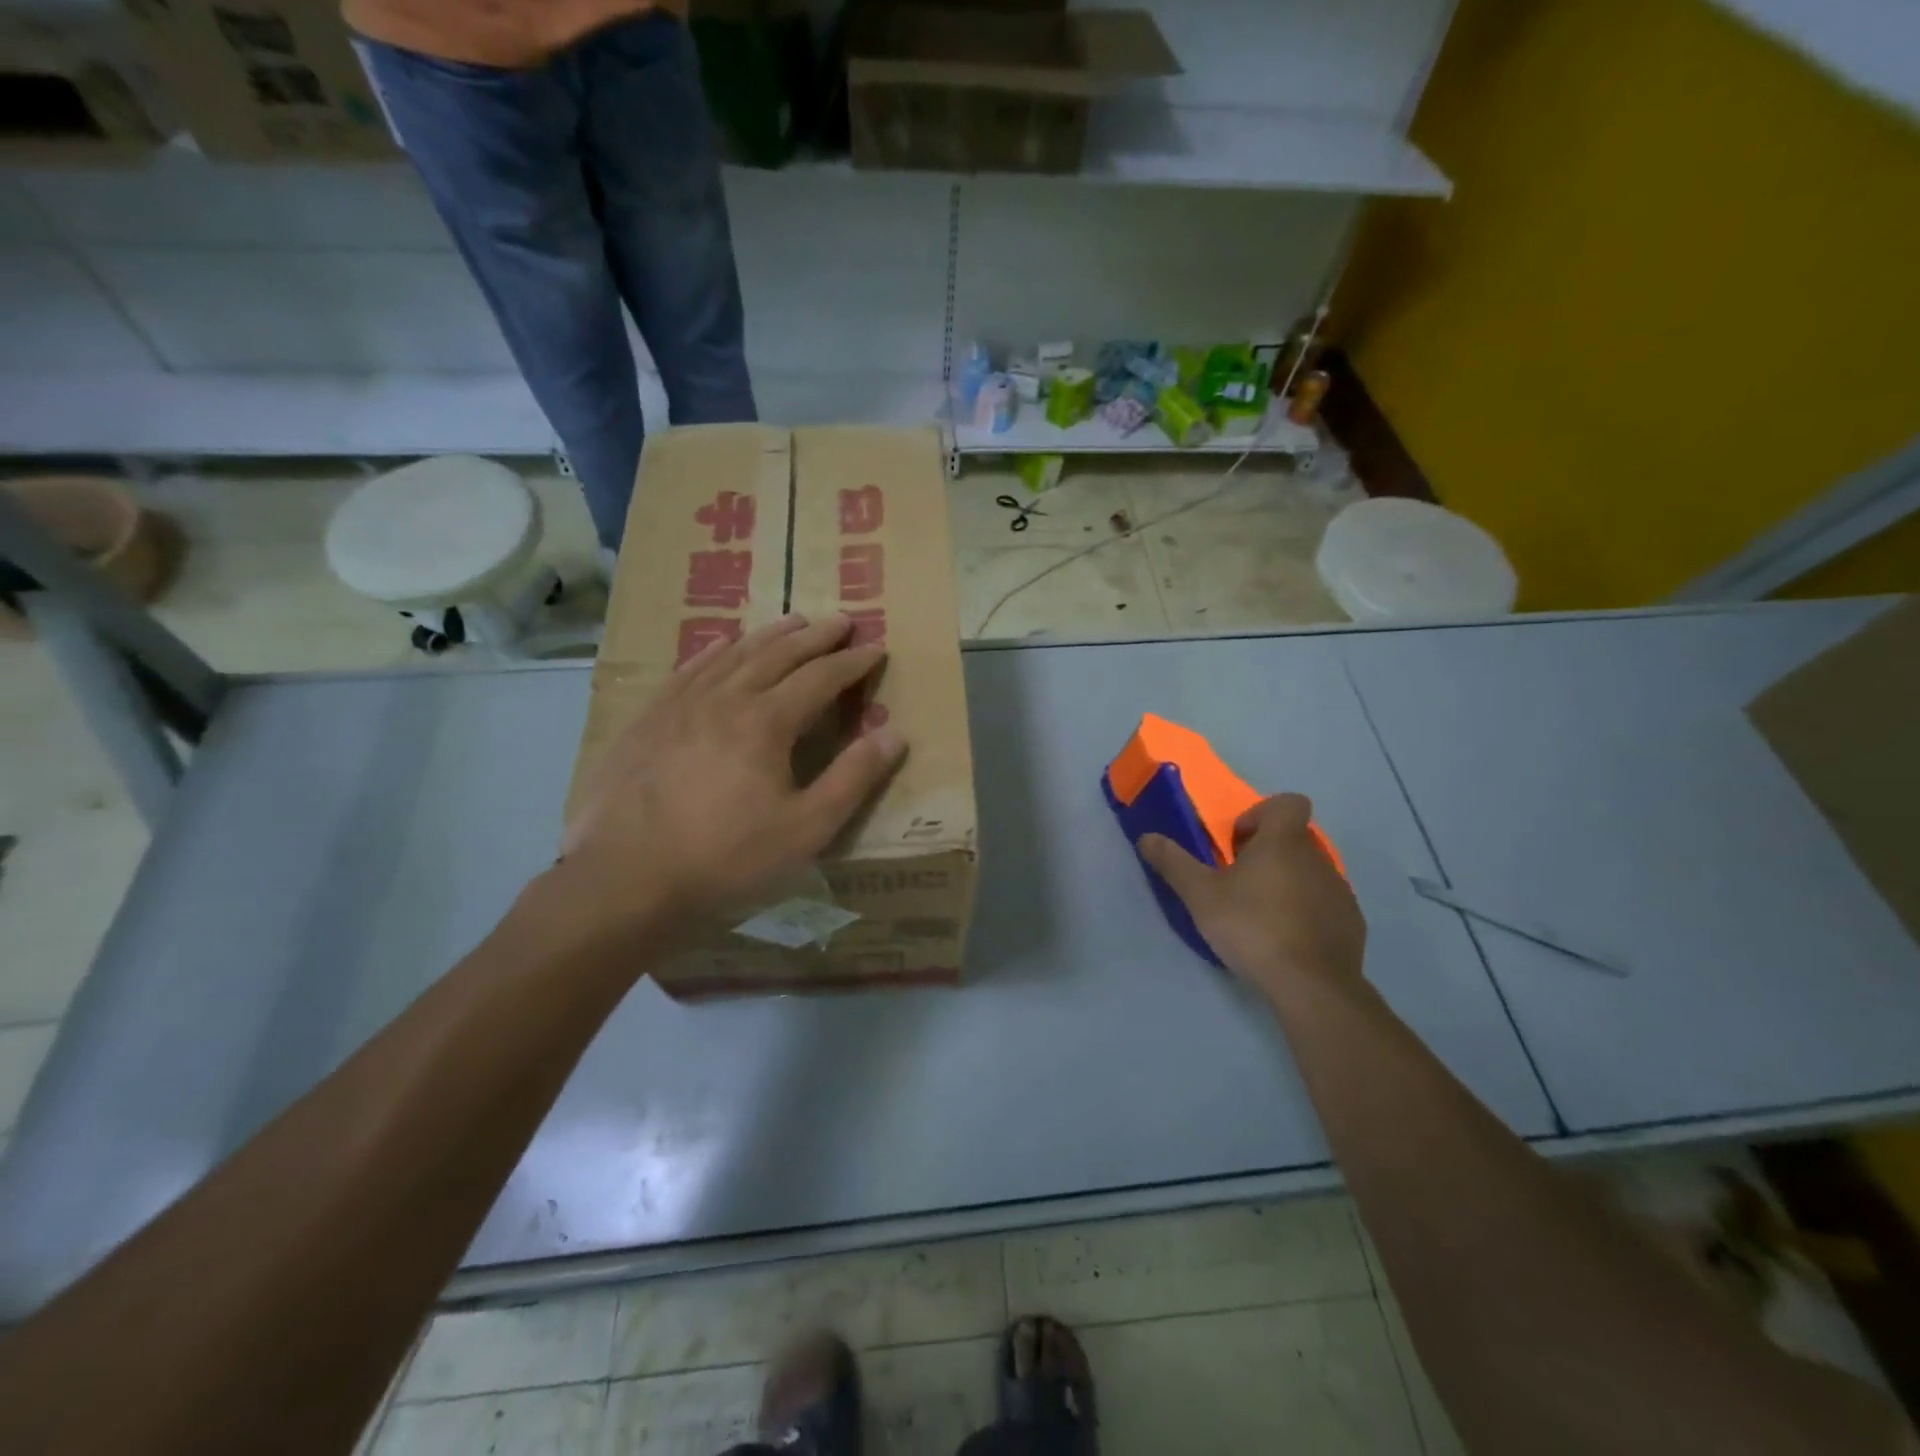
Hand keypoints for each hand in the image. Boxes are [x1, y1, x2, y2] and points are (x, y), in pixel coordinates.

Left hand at [553, 613, 905, 937]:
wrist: (625, 879)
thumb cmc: (726, 858)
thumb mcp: (806, 829)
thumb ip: (853, 779)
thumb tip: (895, 734)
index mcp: (767, 722)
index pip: (821, 678)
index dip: (852, 663)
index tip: (876, 648)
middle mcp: (725, 698)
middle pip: (779, 654)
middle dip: (816, 637)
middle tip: (843, 621)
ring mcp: (681, 704)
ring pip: (734, 654)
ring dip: (770, 635)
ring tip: (794, 621)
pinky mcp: (648, 719)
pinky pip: (689, 669)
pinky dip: (714, 651)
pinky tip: (722, 644)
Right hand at [1141, 794, 1365, 999]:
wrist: (1311, 984)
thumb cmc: (1251, 927)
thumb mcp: (1200, 895)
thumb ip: (1174, 863)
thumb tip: (1146, 836)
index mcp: (1283, 842)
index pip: (1288, 802)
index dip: (1262, 814)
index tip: (1239, 843)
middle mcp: (1317, 858)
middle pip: (1294, 840)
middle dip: (1266, 854)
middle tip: (1239, 884)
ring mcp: (1339, 891)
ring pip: (1309, 872)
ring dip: (1286, 883)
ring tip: (1260, 916)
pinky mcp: (1351, 923)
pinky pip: (1325, 905)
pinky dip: (1306, 913)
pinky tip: (1286, 940)